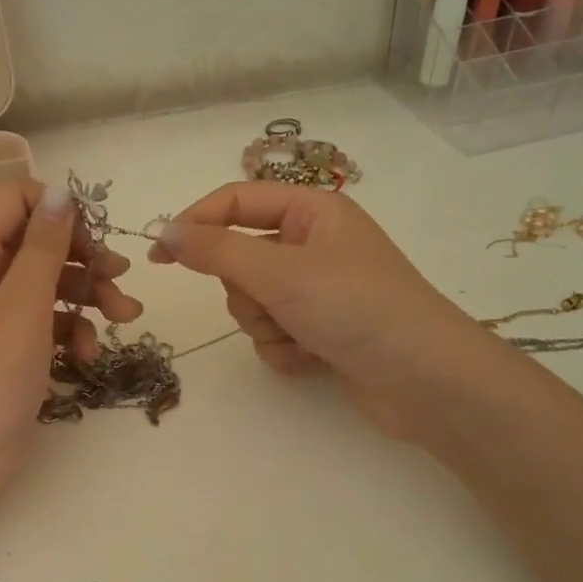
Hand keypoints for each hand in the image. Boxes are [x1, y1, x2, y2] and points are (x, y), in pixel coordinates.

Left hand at [0, 179, 141, 505]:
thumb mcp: (23, 308)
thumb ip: (43, 247)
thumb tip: (61, 192)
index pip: (13, 198)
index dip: (56, 209)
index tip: (94, 236)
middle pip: (37, 241)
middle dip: (83, 256)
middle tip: (121, 277)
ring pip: (47, 281)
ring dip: (88, 294)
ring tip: (126, 317)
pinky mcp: (8, 345)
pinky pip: (45, 319)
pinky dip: (71, 329)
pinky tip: (90, 354)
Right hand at [150, 181, 512, 446]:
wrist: (424, 380)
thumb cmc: (354, 307)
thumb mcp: (278, 271)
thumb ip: (215, 250)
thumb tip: (164, 232)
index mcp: (312, 211)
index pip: (235, 202)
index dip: (194, 224)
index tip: (158, 257)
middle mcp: (315, 245)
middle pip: (241, 259)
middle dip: (247, 291)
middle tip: (271, 303)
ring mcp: (319, 290)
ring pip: (254, 302)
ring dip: (265, 325)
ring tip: (300, 336)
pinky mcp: (322, 330)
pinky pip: (274, 333)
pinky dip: (284, 349)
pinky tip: (312, 359)